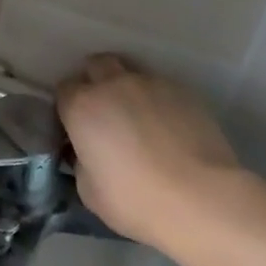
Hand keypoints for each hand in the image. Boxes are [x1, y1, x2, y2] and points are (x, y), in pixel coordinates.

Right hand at [59, 55, 243, 254]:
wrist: (201, 198)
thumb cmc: (135, 200)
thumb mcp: (89, 190)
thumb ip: (81, 161)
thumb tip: (88, 152)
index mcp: (83, 107)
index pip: (64, 90)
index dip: (68, 107)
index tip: (76, 128)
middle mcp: (114, 84)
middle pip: (97, 65)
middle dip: (95, 81)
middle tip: (104, 113)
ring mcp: (152, 84)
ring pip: (131, 73)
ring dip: (127, 89)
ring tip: (139, 121)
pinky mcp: (184, 91)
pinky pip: (161, 88)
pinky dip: (157, 102)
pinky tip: (168, 129)